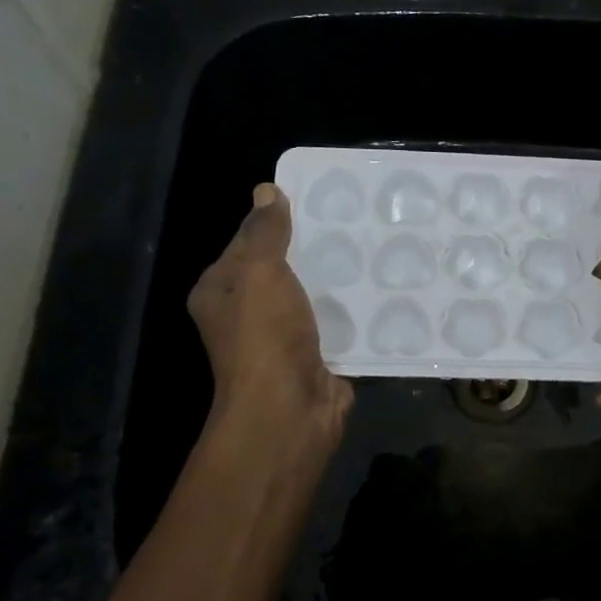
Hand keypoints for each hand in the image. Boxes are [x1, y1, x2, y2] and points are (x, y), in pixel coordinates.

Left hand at [188, 184, 352, 445]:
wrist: (290, 410)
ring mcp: (282, 339)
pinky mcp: (316, 357)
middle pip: (281, 270)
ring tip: (372, 249)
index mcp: (220, 292)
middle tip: (352, 222)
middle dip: (312, 250)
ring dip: (337, 281)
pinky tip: (380, 290)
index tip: (314, 201)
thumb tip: (266, 190)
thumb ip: (265, 233)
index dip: (274, 221)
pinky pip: (336, 324)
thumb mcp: (259, 273)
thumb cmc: (265, 337)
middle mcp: (246, 315)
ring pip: (311, 298)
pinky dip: (353, 311)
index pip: (246, 243)